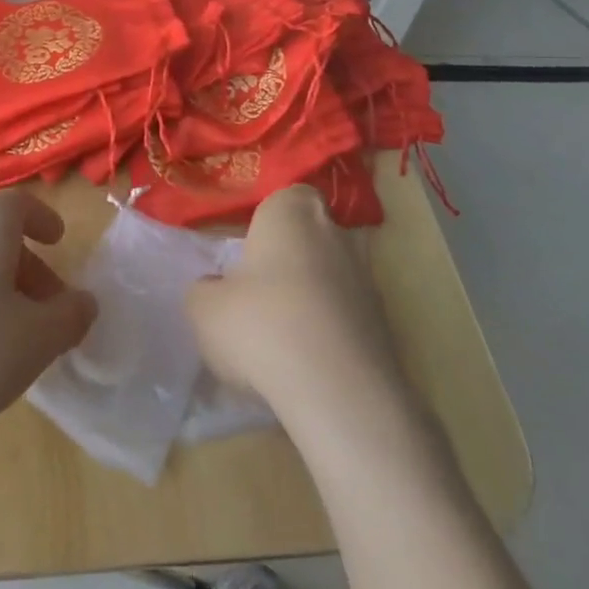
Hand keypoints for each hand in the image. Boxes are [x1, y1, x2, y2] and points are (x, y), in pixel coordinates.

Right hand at [184, 184, 411, 430]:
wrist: (338, 391)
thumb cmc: (261, 326)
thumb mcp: (204, 308)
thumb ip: (206, 289)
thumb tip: (216, 288)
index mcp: (293, 213)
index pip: (288, 197)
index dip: (269, 222)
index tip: (249, 252)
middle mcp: (336, 234)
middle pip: (311, 238)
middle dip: (290, 261)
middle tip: (259, 296)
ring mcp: (368, 280)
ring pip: (331, 279)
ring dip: (311, 299)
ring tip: (281, 339)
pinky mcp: (385, 326)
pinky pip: (346, 318)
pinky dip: (330, 333)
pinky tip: (307, 366)